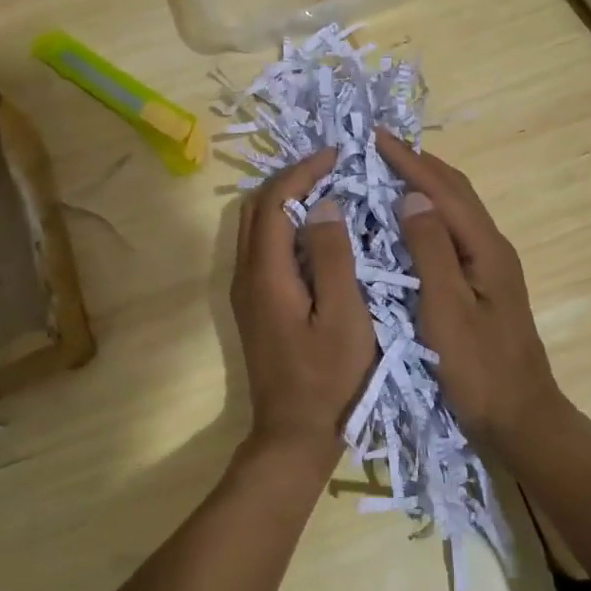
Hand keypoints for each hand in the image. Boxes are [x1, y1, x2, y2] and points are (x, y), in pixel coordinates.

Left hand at [231, 148, 376, 466]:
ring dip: (285, 198)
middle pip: (257, 206)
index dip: (304, 171)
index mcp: (267, 273)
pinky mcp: (253, 303)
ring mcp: (245, 289)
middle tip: (332, 167)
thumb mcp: (345, 317)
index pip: (277, 201)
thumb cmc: (329, 379)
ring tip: (326, 189)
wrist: (293, 435)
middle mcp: (246, 274)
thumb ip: (334, 257)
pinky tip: (315, 230)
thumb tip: (325, 204)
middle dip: (291, 177)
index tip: (337, 154)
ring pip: (255, 225)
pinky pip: (262, 245)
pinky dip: (284, 223)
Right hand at [376, 131, 567, 451]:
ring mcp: (490, 265)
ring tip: (389, 171)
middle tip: (379, 147)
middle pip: (456, 191)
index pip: (444, 190)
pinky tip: (408, 220)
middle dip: (419, 164)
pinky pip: (452, 231)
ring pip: (456, 209)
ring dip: (425, 184)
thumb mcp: (446, 309)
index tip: (374, 137)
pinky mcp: (482, 282)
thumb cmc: (478, 368)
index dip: (409, 161)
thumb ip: (430, 250)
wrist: (519, 418)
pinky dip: (428, 212)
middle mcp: (492, 247)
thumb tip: (412, 196)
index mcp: (485, 248)